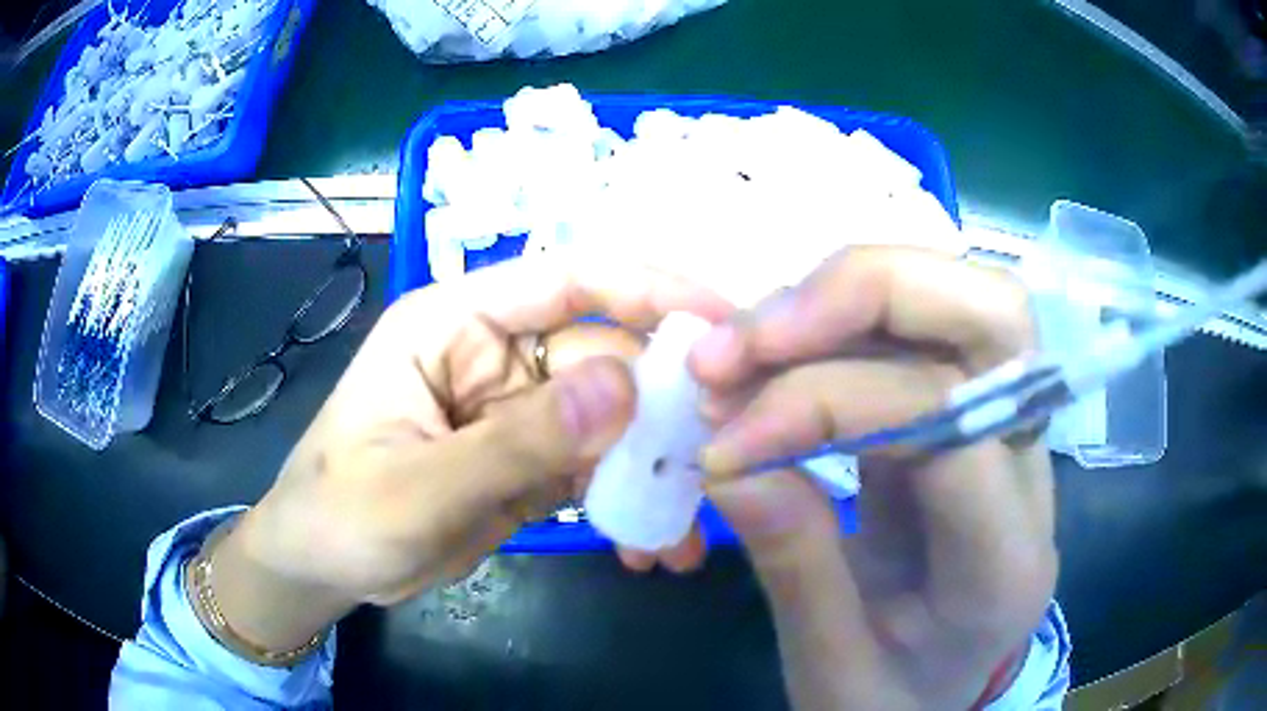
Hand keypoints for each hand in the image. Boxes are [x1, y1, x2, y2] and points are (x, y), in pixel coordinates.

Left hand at [207, 255, 731, 652]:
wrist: (322, 568)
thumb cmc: (340, 514)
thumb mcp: (416, 489)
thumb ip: (514, 444)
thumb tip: (624, 388)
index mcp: (455, 323)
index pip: (567, 280)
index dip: (648, 288)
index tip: (723, 323)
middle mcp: (497, 354)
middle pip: (607, 356)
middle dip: (667, 407)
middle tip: (726, 458)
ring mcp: (519, 411)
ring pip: (614, 420)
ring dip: (657, 469)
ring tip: (689, 532)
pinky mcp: (533, 462)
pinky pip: (600, 469)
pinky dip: (632, 503)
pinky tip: (652, 548)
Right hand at [689, 247, 1056, 709]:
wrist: (941, 699)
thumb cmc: (892, 701)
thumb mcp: (831, 668)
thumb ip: (793, 566)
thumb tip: (727, 458)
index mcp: (1006, 563)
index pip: (946, 425)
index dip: (824, 403)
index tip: (724, 440)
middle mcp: (1031, 475)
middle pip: (996, 317)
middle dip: (866, 293)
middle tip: (749, 336)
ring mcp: (1008, 434)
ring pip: (964, 300)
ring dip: (847, 296)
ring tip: (746, 341)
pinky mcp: (968, 417)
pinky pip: (925, 332)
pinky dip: (844, 322)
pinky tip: (781, 352)